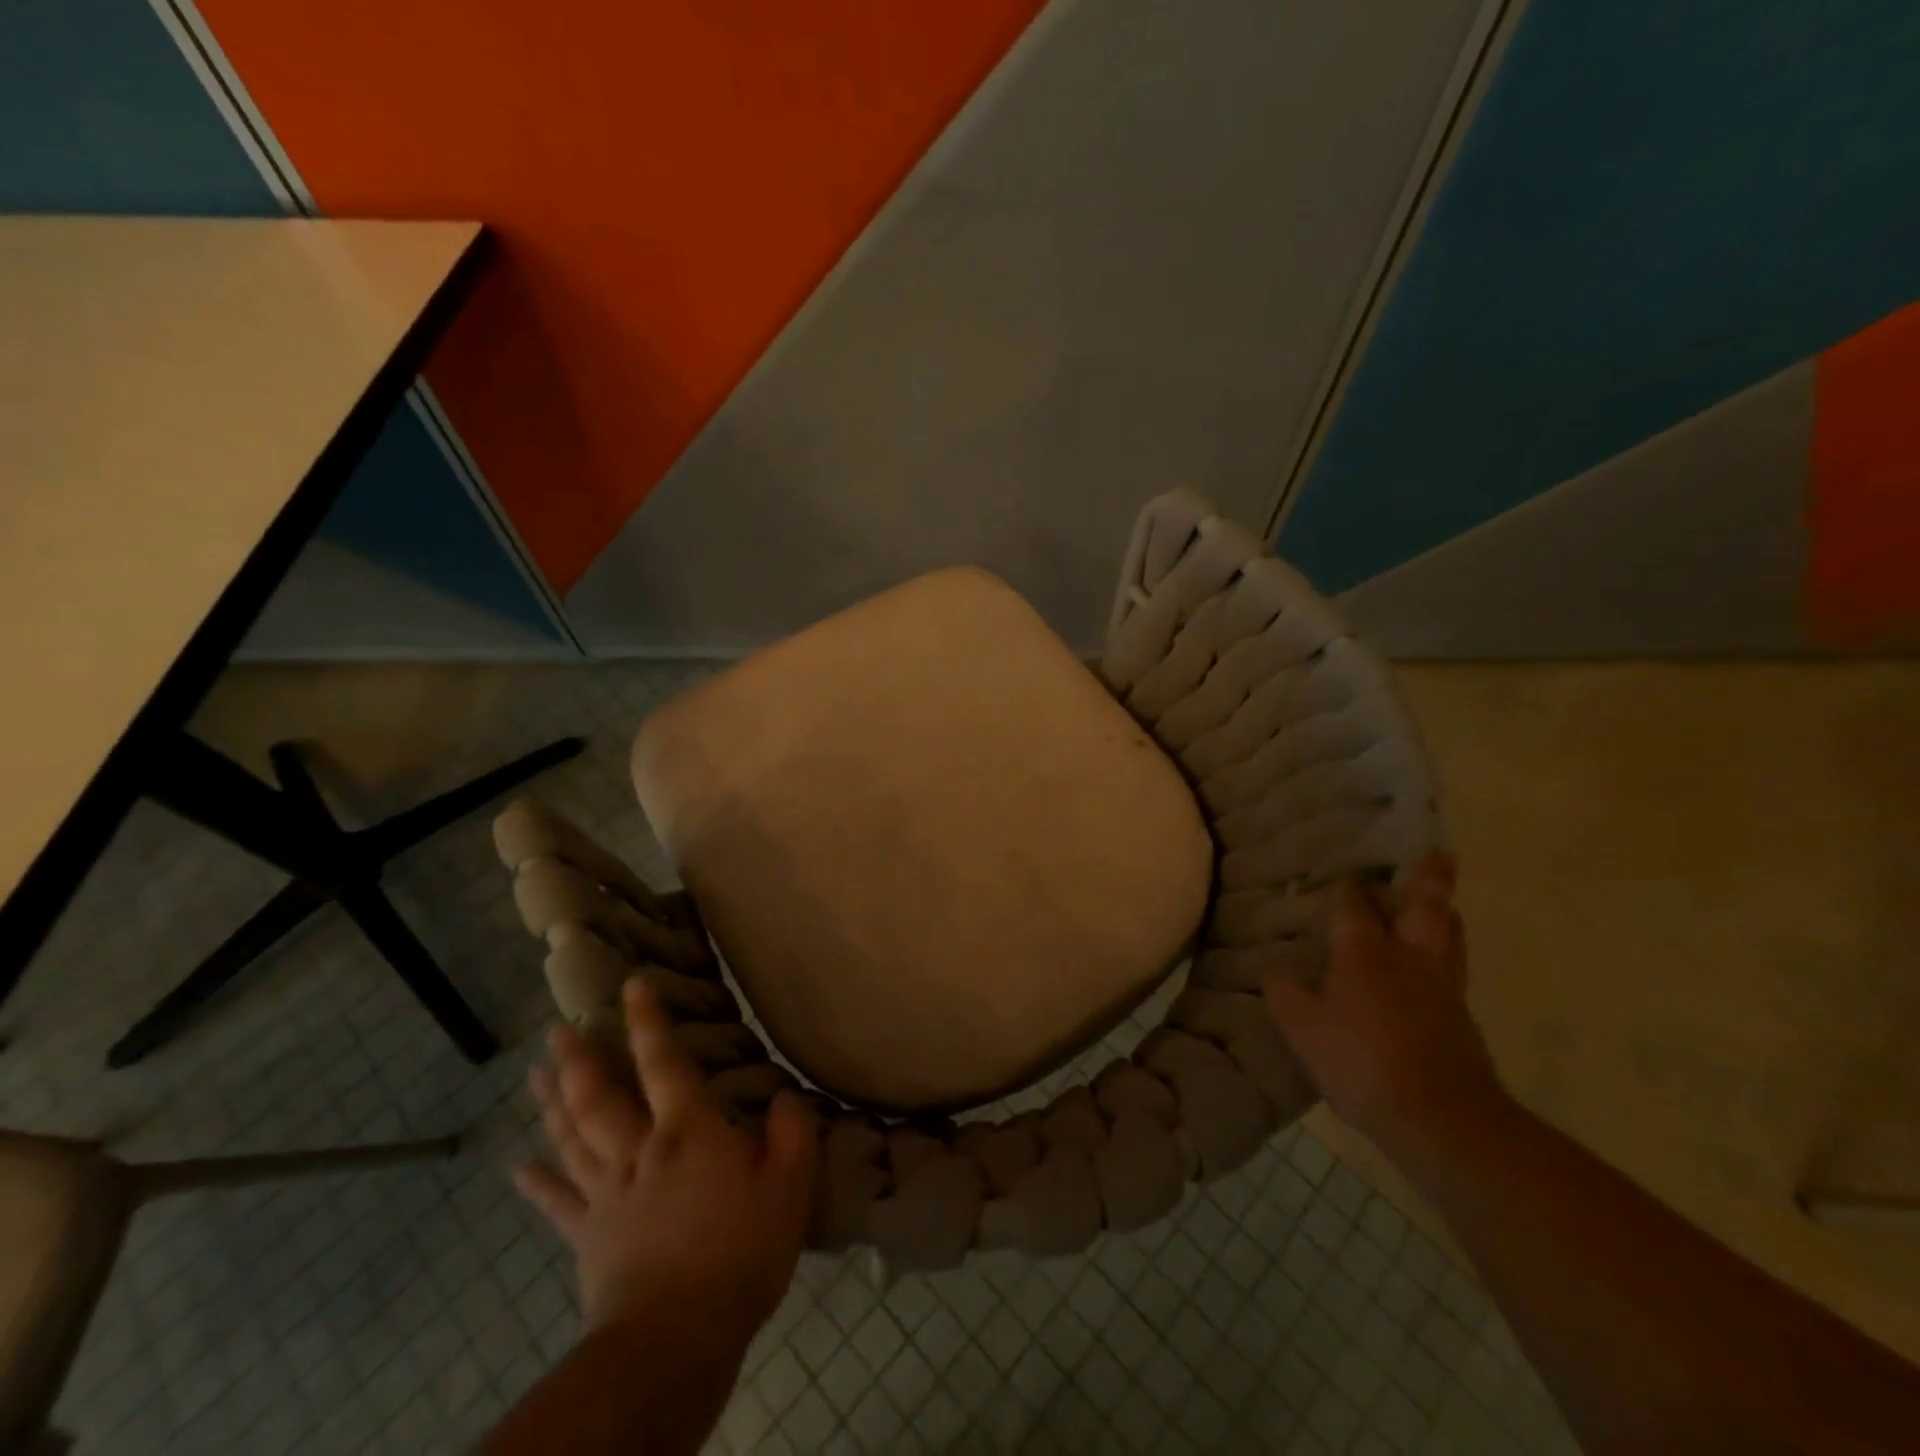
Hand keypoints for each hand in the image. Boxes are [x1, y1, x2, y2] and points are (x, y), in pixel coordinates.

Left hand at [514, 978, 819, 1346]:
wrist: (675, 1340)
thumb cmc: (739, 1252)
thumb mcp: (789, 1186)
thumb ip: (792, 1133)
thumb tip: (785, 1096)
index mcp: (686, 1131)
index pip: (663, 1062)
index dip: (647, 1021)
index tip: (631, 985)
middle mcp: (638, 1150)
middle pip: (599, 1096)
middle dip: (579, 1058)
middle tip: (556, 1028)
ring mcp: (606, 1194)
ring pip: (572, 1137)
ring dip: (552, 1102)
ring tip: (534, 1073)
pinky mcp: (587, 1237)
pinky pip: (558, 1204)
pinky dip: (537, 1183)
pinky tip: (518, 1168)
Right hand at [1263, 851, 1505, 1160]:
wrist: (1442, 1119)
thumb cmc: (1363, 1063)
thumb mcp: (1303, 1030)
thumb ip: (1286, 996)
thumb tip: (1274, 972)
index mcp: (1366, 954)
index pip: (1356, 907)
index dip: (1349, 888)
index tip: (1344, 874)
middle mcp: (1409, 959)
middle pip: (1425, 908)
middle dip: (1429, 879)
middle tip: (1438, 854)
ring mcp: (1443, 988)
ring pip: (1450, 936)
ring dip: (1445, 914)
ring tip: (1443, 904)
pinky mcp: (1463, 1018)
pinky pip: (1455, 969)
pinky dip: (1448, 953)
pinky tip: (1435, 967)